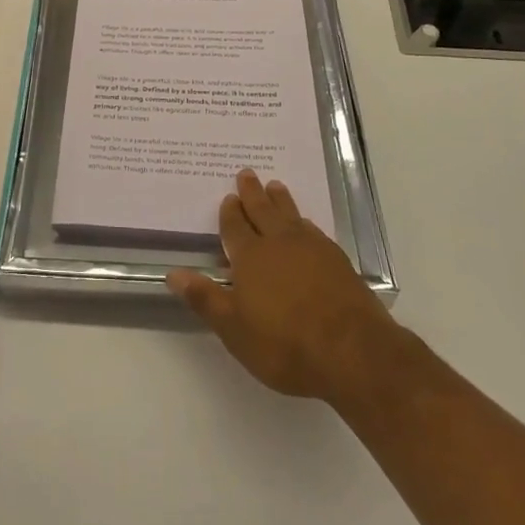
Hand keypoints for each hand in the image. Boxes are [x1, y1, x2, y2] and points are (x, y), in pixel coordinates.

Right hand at [167, 169, 398, 404]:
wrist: (352, 351)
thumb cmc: (284, 344)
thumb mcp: (234, 329)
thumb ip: (205, 298)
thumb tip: (172, 273)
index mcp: (250, 256)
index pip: (235, 227)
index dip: (230, 212)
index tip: (228, 197)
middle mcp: (279, 243)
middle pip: (262, 210)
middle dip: (252, 193)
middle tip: (247, 173)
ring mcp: (311, 249)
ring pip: (290, 215)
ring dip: (280, 200)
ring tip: (275, 186)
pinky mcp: (337, 261)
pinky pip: (314, 230)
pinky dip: (304, 222)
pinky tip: (306, 225)